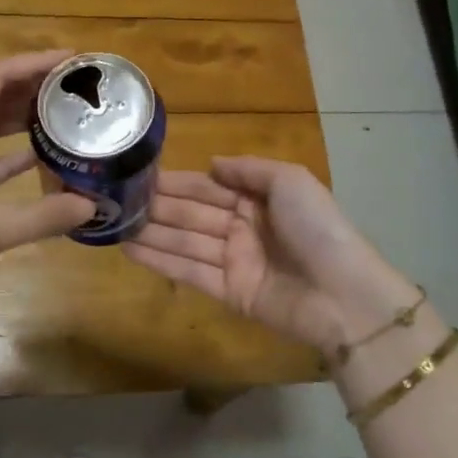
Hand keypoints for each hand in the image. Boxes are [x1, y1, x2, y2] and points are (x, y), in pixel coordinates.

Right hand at [125, 157, 416, 355]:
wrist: (344, 295)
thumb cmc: (318, 228)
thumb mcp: (290, 181)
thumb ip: (248, 169)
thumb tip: (212, 162)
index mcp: (257, 199)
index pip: (208, 186)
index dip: (176, 182)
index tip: (140, 174)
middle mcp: (241, 227)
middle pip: (191, 213)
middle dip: (157, 206)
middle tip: (115, 198)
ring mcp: (233, 260)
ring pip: (184, 240)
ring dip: (150, 232)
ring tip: (113, 222)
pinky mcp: (228, 292)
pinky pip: (188, 271)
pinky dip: (159, 260)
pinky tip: (129, 248)